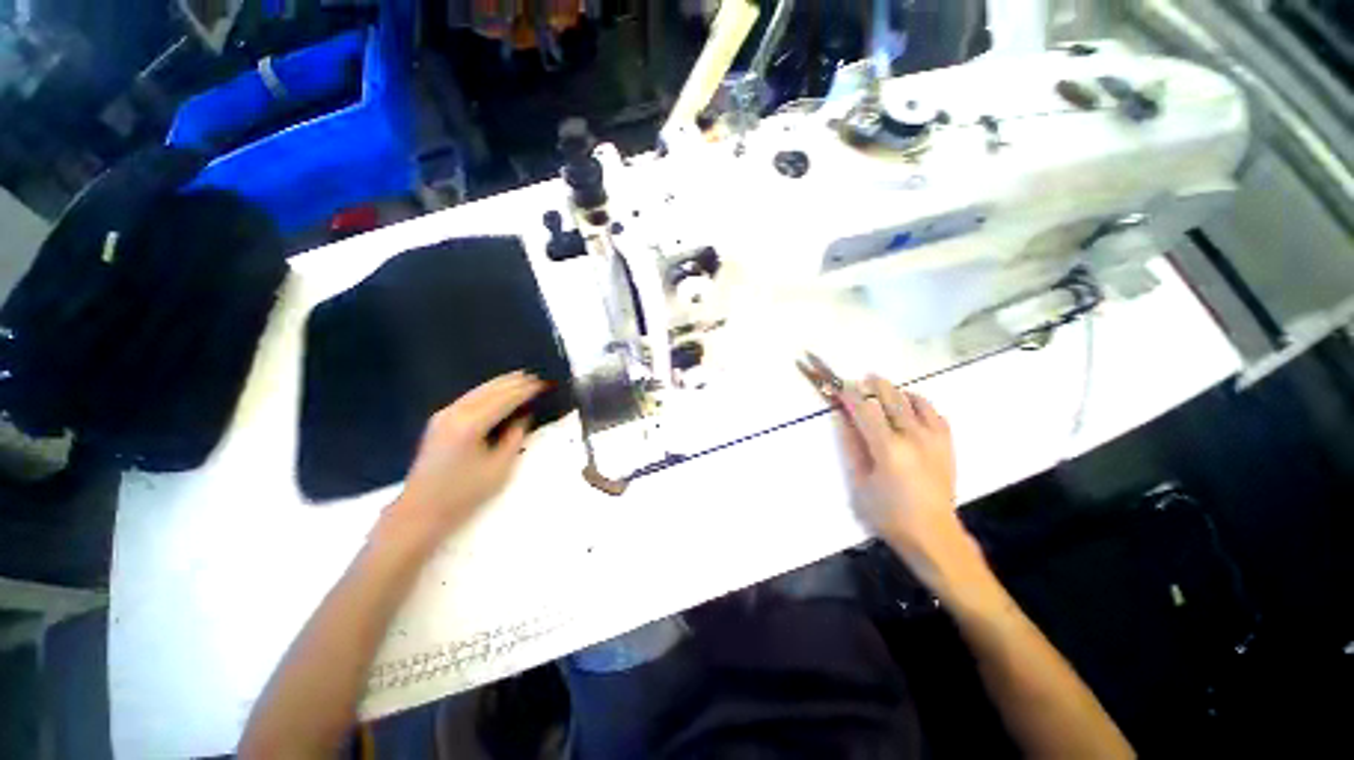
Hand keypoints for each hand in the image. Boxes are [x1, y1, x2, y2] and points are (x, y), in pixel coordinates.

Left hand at [375, 371, 543, 553]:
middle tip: (534, 376)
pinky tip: (496, 390)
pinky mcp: (439, 421)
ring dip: (500, 383)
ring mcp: (444, 415)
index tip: (543, 384)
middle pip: (489, 390)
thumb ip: (514, 438)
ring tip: (519, 377)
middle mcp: (455, 413)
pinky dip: (487, 391)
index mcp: (471, 424)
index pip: (505, 399)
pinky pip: (469, 398)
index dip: (525, 391)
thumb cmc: (464, 493)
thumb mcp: (499, 468)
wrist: (420, 510)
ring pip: (477, 391)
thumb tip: (523, 417)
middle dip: (513, 382)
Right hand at [836, 376, 979, 590]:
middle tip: (861, 380)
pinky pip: (935, 413)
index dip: (849, 395)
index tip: (838, 386)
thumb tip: (843, 418)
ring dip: (896, 391)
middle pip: (891, 398)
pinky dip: (920, 404)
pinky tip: (911, 406)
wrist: (933, 536)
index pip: (864, 409)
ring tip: (883, 390)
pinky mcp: (947, 445)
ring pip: (915, 401)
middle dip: (873, 385)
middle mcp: (913, 437)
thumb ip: (851, 446)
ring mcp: (934, 439)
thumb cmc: (888, 514)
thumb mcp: (859, 483)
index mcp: (887, 448)